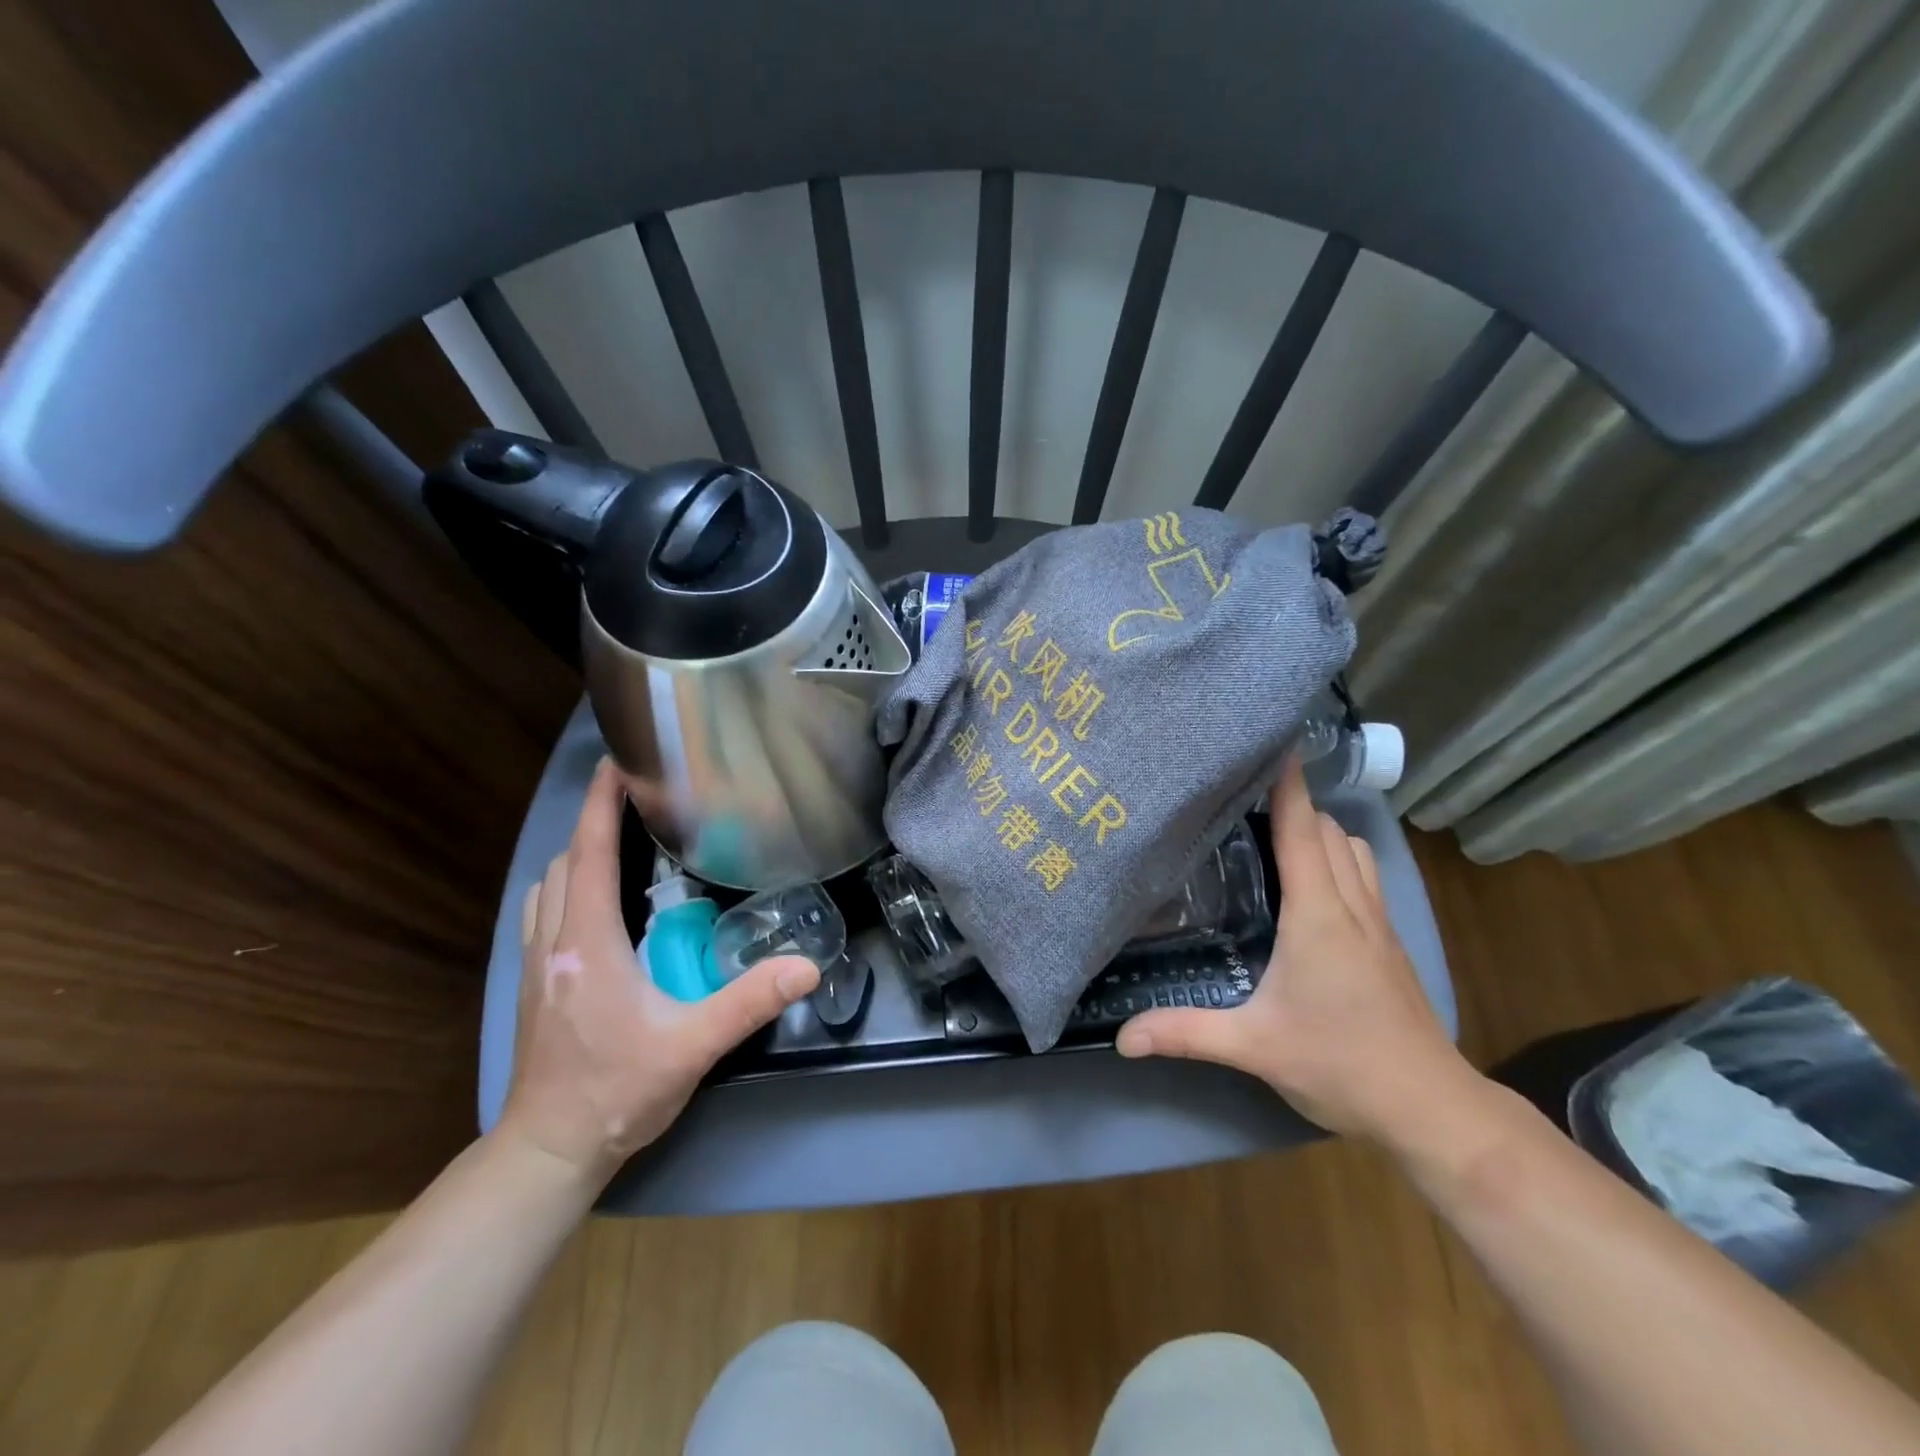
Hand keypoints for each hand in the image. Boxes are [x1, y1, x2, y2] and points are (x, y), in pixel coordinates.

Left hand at [499, 759, 820, 1182]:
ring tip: (618, 844)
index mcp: (589, 944)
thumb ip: (749, 1002)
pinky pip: (543, 914)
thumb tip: (806, 966)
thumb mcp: (692, 1046)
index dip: (600, 804)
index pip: (589, 855)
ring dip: (577, 856)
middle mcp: (555, 943)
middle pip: (565, 863)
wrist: (548, 1151)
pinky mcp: (534, 986)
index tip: (617, 763)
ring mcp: (537, 965)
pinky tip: (595, 905)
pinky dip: (565, 889)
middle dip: (594, 823)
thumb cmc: (617, 1092)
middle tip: (637, 803)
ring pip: (547, 888)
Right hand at [1117, 756, 1469, 1139]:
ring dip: (1320, 830)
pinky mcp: (1389, 941)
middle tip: (1244, 795)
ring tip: (1276, 831)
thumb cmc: (1340, 1062)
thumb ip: (1185, 1033)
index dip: (1288, 785)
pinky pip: (1362, 874)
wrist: (1428, 1106)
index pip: (1302, 831)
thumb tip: (1122, 1036)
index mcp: (1318, 913)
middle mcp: (1351, 904)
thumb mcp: (1253, 1047)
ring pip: (1352, 849)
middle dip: (1294, 803)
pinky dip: (1337, 856)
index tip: (1273, 744)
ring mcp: (1378, 921)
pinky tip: (1312, 881)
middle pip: (1328, 829)